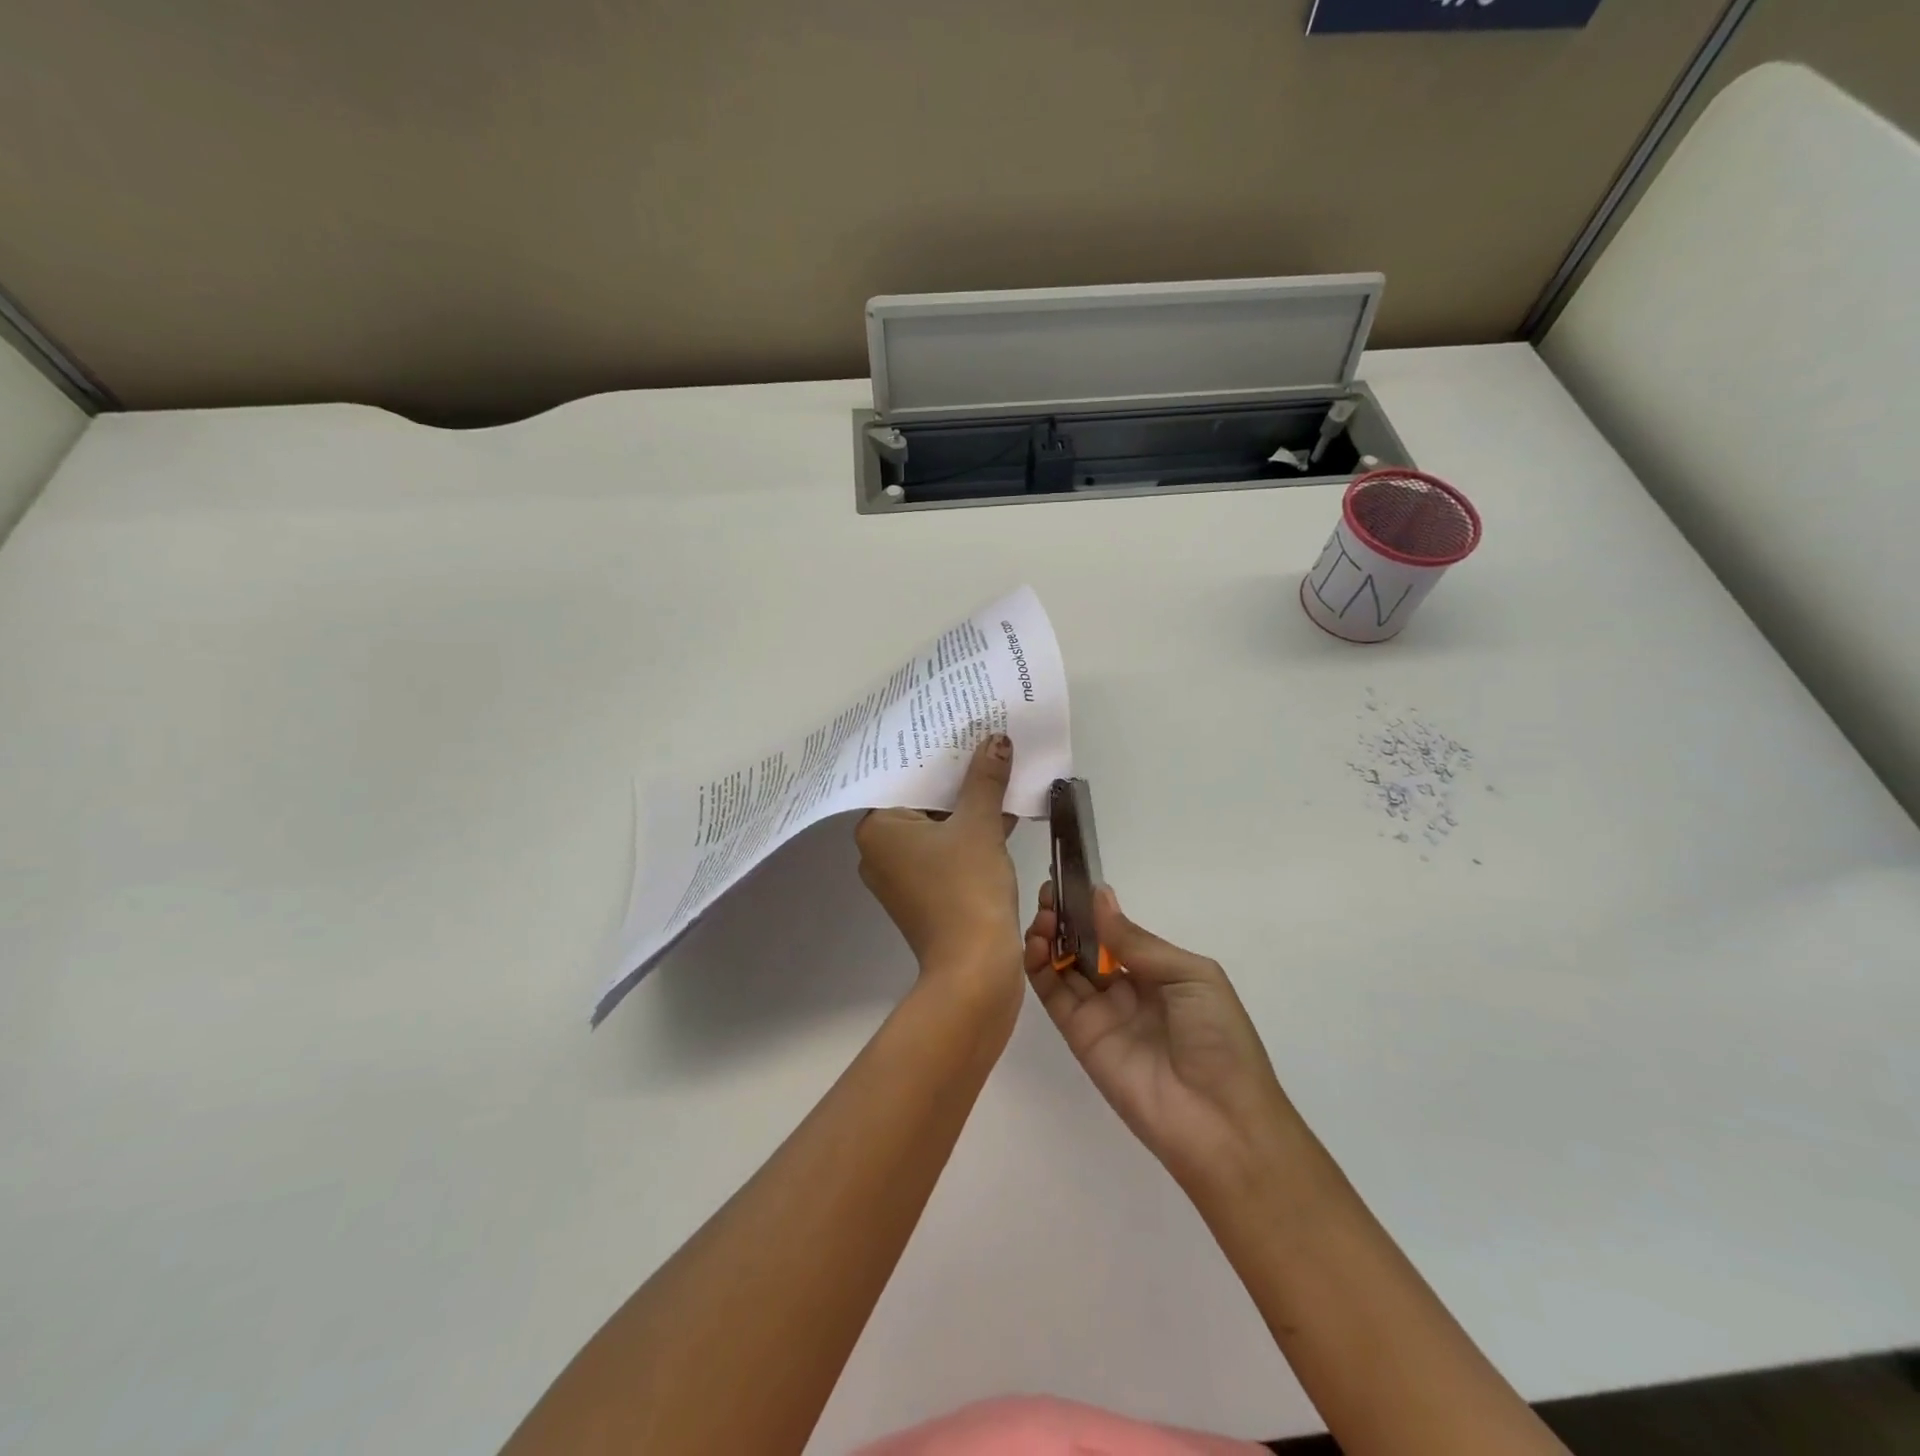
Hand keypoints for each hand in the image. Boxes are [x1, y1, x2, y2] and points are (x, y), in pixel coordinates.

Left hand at [855, 735, 1022, 1008]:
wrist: (975, 969)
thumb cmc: (967, 888)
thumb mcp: (979, 825)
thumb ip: (985, 780)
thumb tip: (996, 741)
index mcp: (877, 830)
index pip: (903, 778)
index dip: (934, 754)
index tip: (958, 729)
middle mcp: (880, 851)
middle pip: (920, 802)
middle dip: (956, 779)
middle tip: (982, 743)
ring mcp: (901, 876)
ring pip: (936, 828)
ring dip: (968, 807)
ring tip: (999, 772)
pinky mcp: (924, 895)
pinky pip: (945, 851)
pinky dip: (969, 835)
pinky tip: (1003, 813)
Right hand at [1025, 884, 1292, 1192]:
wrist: (1218, 1120)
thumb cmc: (1218, 1037)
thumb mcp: (1190, 975)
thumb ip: (1137, 941)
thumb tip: (1099, 897)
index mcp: (1158, 971)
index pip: (1115, 932)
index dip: (1091, 908)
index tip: (1069, 882)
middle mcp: (1126, 988)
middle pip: (1085, 946)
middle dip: (1066, 918)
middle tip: (1047, 895)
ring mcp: (1100, 1012)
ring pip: (1064, 966)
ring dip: (1049, 937)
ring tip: (1042, 917)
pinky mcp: (1079, 1036)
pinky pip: (1054, 996)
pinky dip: (1039, 968)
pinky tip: (1037, 944)